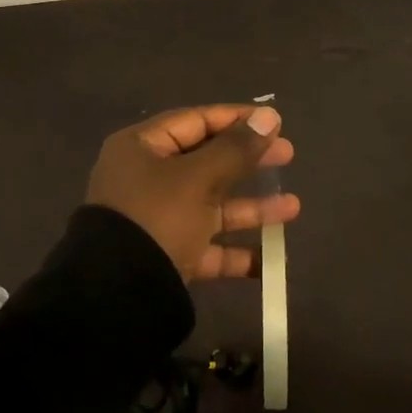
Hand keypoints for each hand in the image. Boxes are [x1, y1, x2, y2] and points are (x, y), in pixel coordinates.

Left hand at [86, 104, 298, 280]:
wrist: (117, 296)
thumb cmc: (157, 217)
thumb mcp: (198, 178)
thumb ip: (235, 149)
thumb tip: (268, 116)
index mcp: (142, 148)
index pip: (195, 121)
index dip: (236, 119)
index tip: (274, 122)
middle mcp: (147, 179)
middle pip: (206, 161)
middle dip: (249, 160)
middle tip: (288, 155)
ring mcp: (157, 220)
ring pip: (211, 206)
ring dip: (251, 207)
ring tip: (294, 206)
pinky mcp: (167, 257)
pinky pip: (207, 247)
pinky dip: (235, 252)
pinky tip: (269, 259)